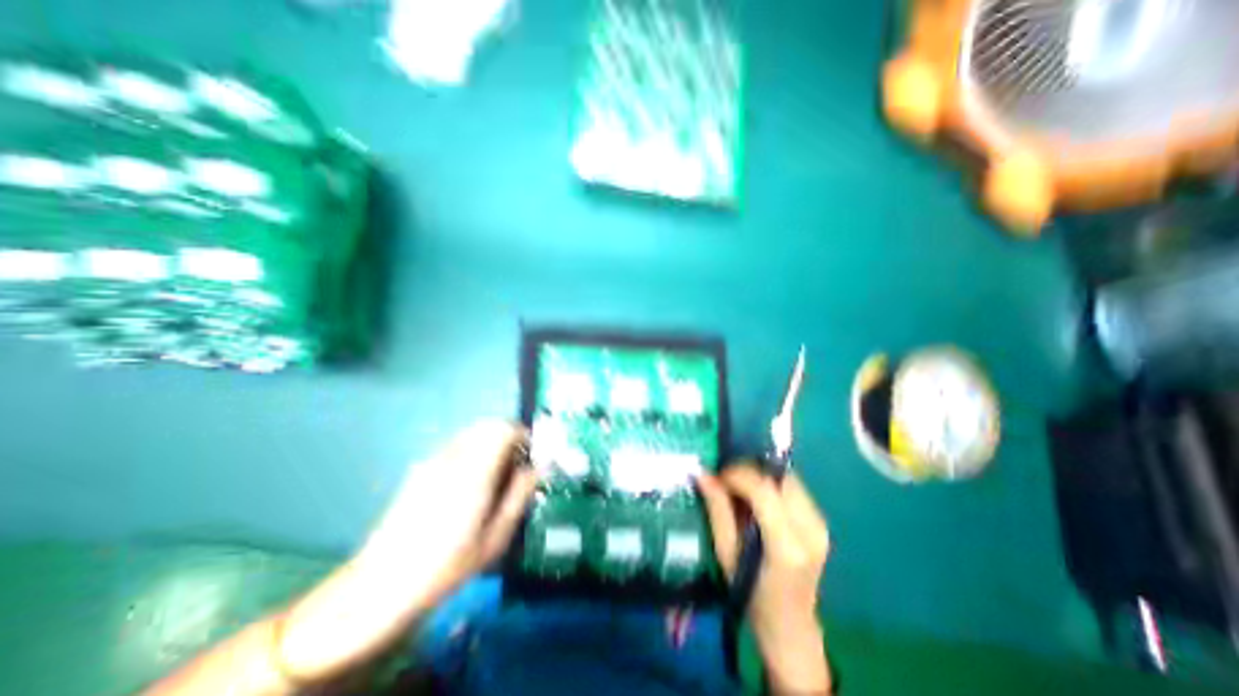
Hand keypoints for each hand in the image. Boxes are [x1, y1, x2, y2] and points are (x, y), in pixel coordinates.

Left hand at [274, 418, 538, 685]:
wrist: (381, 585)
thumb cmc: (447, 566)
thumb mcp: (495, 538)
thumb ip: (519, 496)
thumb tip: (537, 469)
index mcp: (473, 473)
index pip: (502, 430)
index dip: (522, 434)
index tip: (530, 453)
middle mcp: (453, 458)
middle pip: (487, 425)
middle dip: (508, 436)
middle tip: (516, 463)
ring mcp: (433, 461)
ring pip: (471, 433)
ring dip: (490, 442)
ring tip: (495, 473)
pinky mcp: (421, 469)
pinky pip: (456, 445)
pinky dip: (473, 450)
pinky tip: (470, 482)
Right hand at [696, 465, 829, 691]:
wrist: (791, 627)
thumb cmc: (751, 595)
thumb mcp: (726, 553)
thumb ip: (717, 509)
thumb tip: (703, 473)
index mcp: (787, 546)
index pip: (764, 490)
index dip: (737, 475)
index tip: (716, 476)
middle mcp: (810, 529)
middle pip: (779, 477)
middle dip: (748, 470)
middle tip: (725, 478)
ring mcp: (821, 525)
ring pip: (787, 478)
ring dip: (759, 475)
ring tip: (738, 486)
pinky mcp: (821, 522)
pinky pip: (792, 488)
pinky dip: (771, 484)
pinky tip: (756, 497)